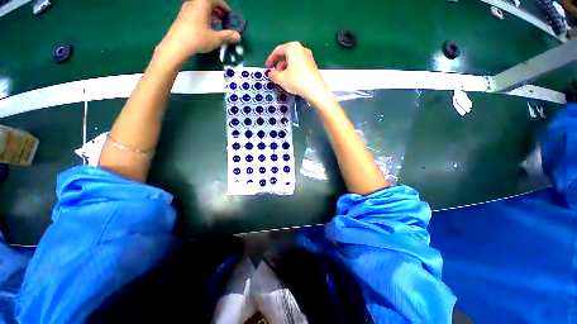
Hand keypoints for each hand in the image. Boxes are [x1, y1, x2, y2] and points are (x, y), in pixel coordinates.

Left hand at [155, 0, 240, 66]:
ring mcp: (186, 10)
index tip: (229, 15)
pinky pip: (195, 13)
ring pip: (201, 8)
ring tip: (217, 26)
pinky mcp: (182, 17)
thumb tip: (238, 36)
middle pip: (207, 2)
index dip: (223, 6)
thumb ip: (227, 36)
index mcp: (202, 4)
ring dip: (211, 15)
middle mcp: (193, 3)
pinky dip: (203, 18)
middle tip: (224, 20)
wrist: (177, 45)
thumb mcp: (216, 38)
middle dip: (217, 10)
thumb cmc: (198, 39)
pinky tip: (207, 29)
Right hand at [265, 42, 330, 103]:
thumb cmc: (296, 80)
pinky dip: (293, 71)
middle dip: (279, 65)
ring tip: (283, 79)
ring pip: (293, 61)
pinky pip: (299, 65)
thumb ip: (273, 75)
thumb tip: (270, 73)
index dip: (271, 59)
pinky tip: (292, 80)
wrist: (315, 90)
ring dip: (286, 69)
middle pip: (286, 55)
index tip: (267, 67)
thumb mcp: (281, 78)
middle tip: (275, 75)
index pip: (278, 50)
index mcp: (292, 47)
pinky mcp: (312, 65)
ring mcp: (308, 57)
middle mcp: (301, 49)